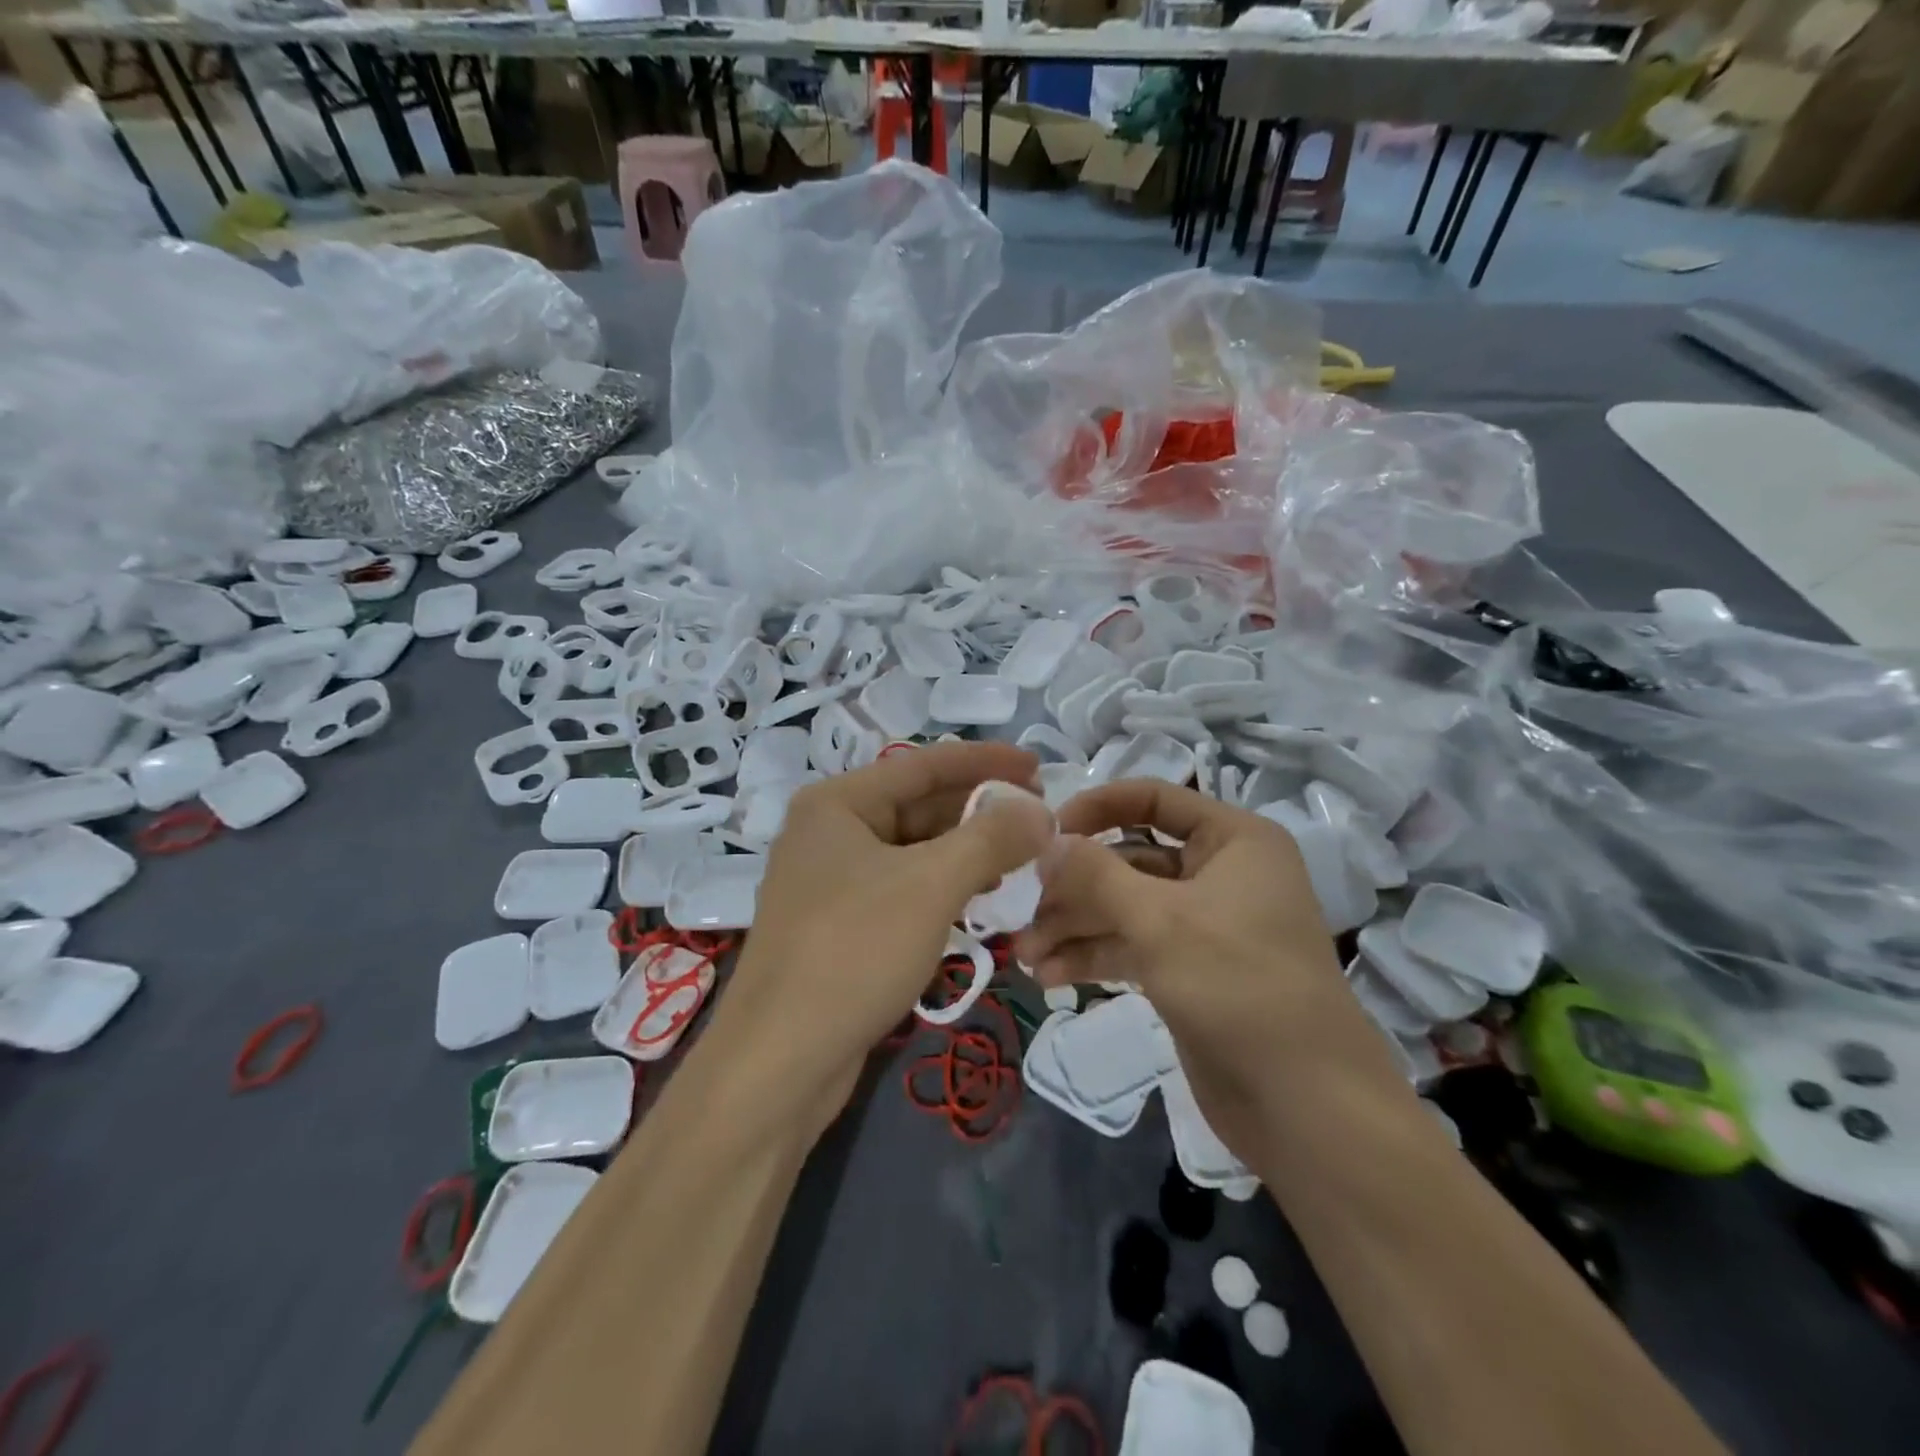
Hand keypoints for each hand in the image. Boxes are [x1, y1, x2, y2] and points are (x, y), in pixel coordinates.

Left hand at [705, 741, 1052, 1133]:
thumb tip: (1040, 811)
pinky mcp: (840, 925)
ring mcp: (832, 881)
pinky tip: (983, 900)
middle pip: (919, 805)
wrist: (779, 1062)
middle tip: (1040, 817)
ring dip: (968, 852)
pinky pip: (904, 889)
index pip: (924, 764)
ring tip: (1023, 858)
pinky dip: (945, 888)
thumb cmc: (854, 952)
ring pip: (914, 851)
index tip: (1039, 767)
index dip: (986, 761)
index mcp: (838, 803)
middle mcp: (830, 832)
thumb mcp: (931, 885)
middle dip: (981, 811)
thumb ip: (990, 839)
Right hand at [1013, 780, 1403, 1158]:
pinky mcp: (1189, 971)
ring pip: (1125, 908)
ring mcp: (1204, 925)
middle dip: (1075, 887)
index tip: (1045, 834)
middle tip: (1023, 910)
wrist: (1306, 1106)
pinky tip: (1050, 976)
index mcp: (1233, 840)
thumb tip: (1046, 841)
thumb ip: (1095, 874)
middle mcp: (1220, 873)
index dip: (1096, 808)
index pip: (1153, 798)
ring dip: (1075, 927)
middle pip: (1130, 860)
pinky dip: (1093, 956)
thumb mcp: (1159, 920)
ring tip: (1026, 955)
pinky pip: (1132, 947)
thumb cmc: (1238, 986)